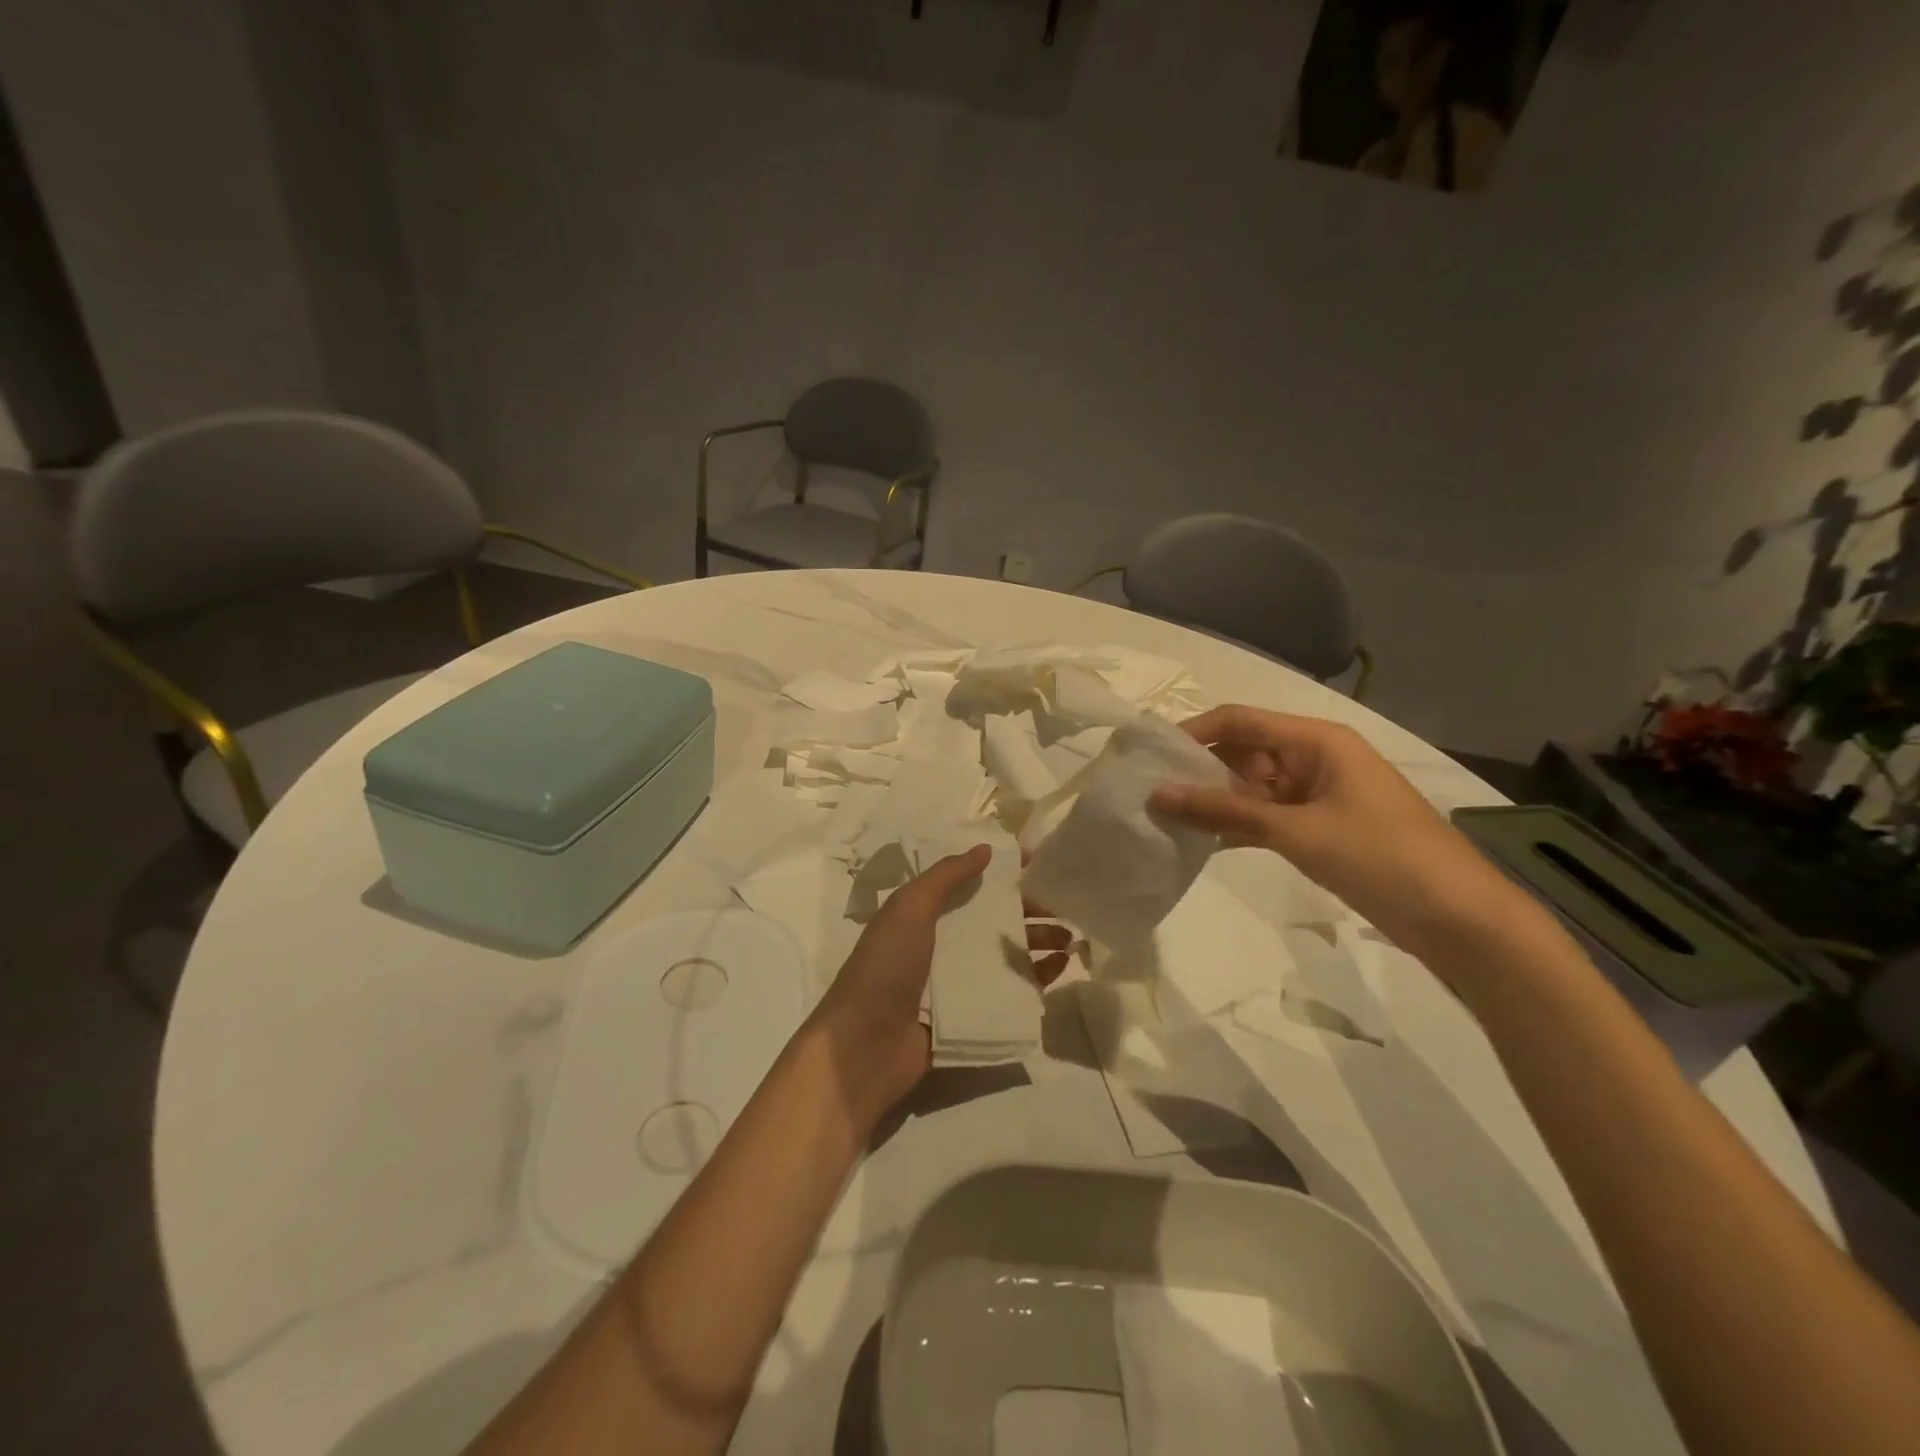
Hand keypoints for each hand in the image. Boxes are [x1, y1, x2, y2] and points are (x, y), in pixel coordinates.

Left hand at [808, 846, 1078, 1125]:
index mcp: (924, 915)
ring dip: (1038, 942)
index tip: (1038, 862)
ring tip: (1071, 937)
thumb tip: (986, 848)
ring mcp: (959, 982)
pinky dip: (1036, 979)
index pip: (970, 885)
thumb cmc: (885, 967)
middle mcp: (944, 944)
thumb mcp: (909, 909)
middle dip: (1029, 910)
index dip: (1001, 873)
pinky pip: (1010, 992)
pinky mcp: (973, 1016)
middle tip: (1065, 906)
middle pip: (994, 920)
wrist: (865, 1046)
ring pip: (1007, 954)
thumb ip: (946, 877)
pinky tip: (1060, 968)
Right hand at [1147, 705, 1530, 956]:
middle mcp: (1315, 758)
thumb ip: (1223, 812)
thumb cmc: (1380, 857)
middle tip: (1151, 794)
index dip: (1194, 732)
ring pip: (1252, 787)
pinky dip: (1238, 826)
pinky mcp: (1320, 828)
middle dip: (1200, 770)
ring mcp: (1318, 795)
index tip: (1149, 755)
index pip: (1241, 720)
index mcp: (1316, 740)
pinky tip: (1201, 841)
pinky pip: (1267, 816)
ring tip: (1166, 818)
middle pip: (1244, 752)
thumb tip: (1158, 794)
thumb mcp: (1295, 831)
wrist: (1459, 919)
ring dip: (1216, 802)